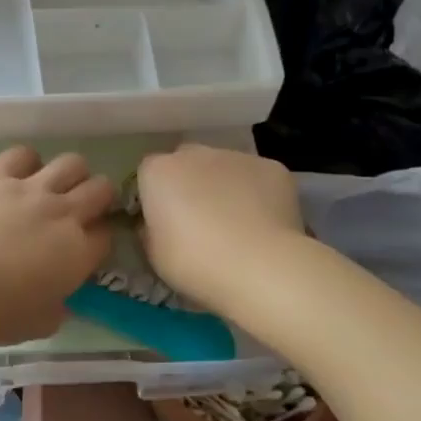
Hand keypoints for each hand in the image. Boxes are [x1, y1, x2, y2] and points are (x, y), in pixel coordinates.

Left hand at [0, 147, 114, 345]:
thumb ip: (57, 309)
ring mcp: (30, 189)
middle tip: (78, 212)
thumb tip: (59, 298)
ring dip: (70, 175)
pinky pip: (24, 154)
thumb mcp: (36, 326)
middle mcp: (62, 213)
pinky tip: (17, 176)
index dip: (98, 240)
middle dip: (98, 199)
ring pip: (72, 163)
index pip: (107, 235)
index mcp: (77, 254)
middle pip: (101, 189)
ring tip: (52, 189)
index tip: (84, 248)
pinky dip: (27, 162)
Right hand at [136, 144, 303, 312]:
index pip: (149, 174)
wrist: (260, 267)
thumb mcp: (154, 254)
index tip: (163, 222)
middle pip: (187, 163)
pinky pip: (257, 178)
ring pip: (224, 168)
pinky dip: (258, 194)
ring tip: (237, 224)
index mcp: (158, 171)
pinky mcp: (272, 167)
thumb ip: (150, 228)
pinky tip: (264, 223)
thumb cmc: (195, 262)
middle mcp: (195, 153)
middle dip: (189, 183)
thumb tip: (157, 223)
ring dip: (224, 186)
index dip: (155, 196)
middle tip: (199, 221)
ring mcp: (236, 157)